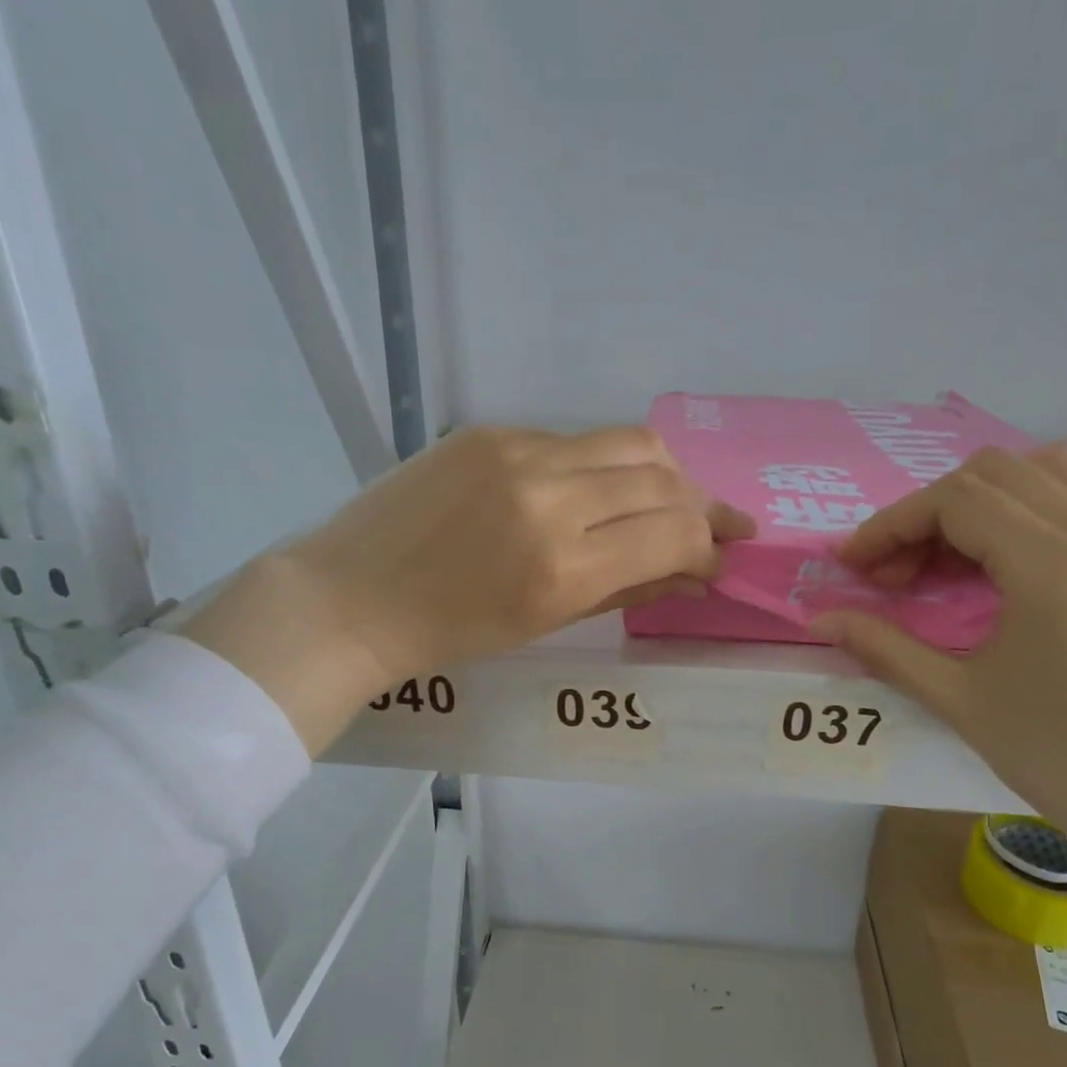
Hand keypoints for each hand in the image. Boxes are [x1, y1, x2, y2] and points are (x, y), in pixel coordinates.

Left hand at [182, 426, 752, 750]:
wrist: (350, 597)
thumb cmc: (448, 635)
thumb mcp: (545, 624)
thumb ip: (627, 589)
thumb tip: (693, 573)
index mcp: (563, 565)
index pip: (674, 533)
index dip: (708, 545)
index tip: (716, 559)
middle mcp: (550, 497)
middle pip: (661, 476)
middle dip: (697, 504)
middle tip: (707, 526)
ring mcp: (517, 453)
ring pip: (627, 441)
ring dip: (660, 473)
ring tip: (663, 501)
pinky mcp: (488, 431)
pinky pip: (571, 440)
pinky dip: (599, 465)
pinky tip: (590, 492)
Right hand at [812, 445, 1066, 849]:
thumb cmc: (1057, 756)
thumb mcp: (957, 700)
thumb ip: (883, 647)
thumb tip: (820, 620)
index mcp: (1054, 568)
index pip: (957, 500)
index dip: (892, 524)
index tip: (855, 564)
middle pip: (995, 473)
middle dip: (929, 513)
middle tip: (898, 572)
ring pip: (1048, 469)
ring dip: (983, 499)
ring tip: (950, 557)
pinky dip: (1030, 508)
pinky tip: (1005, 565)